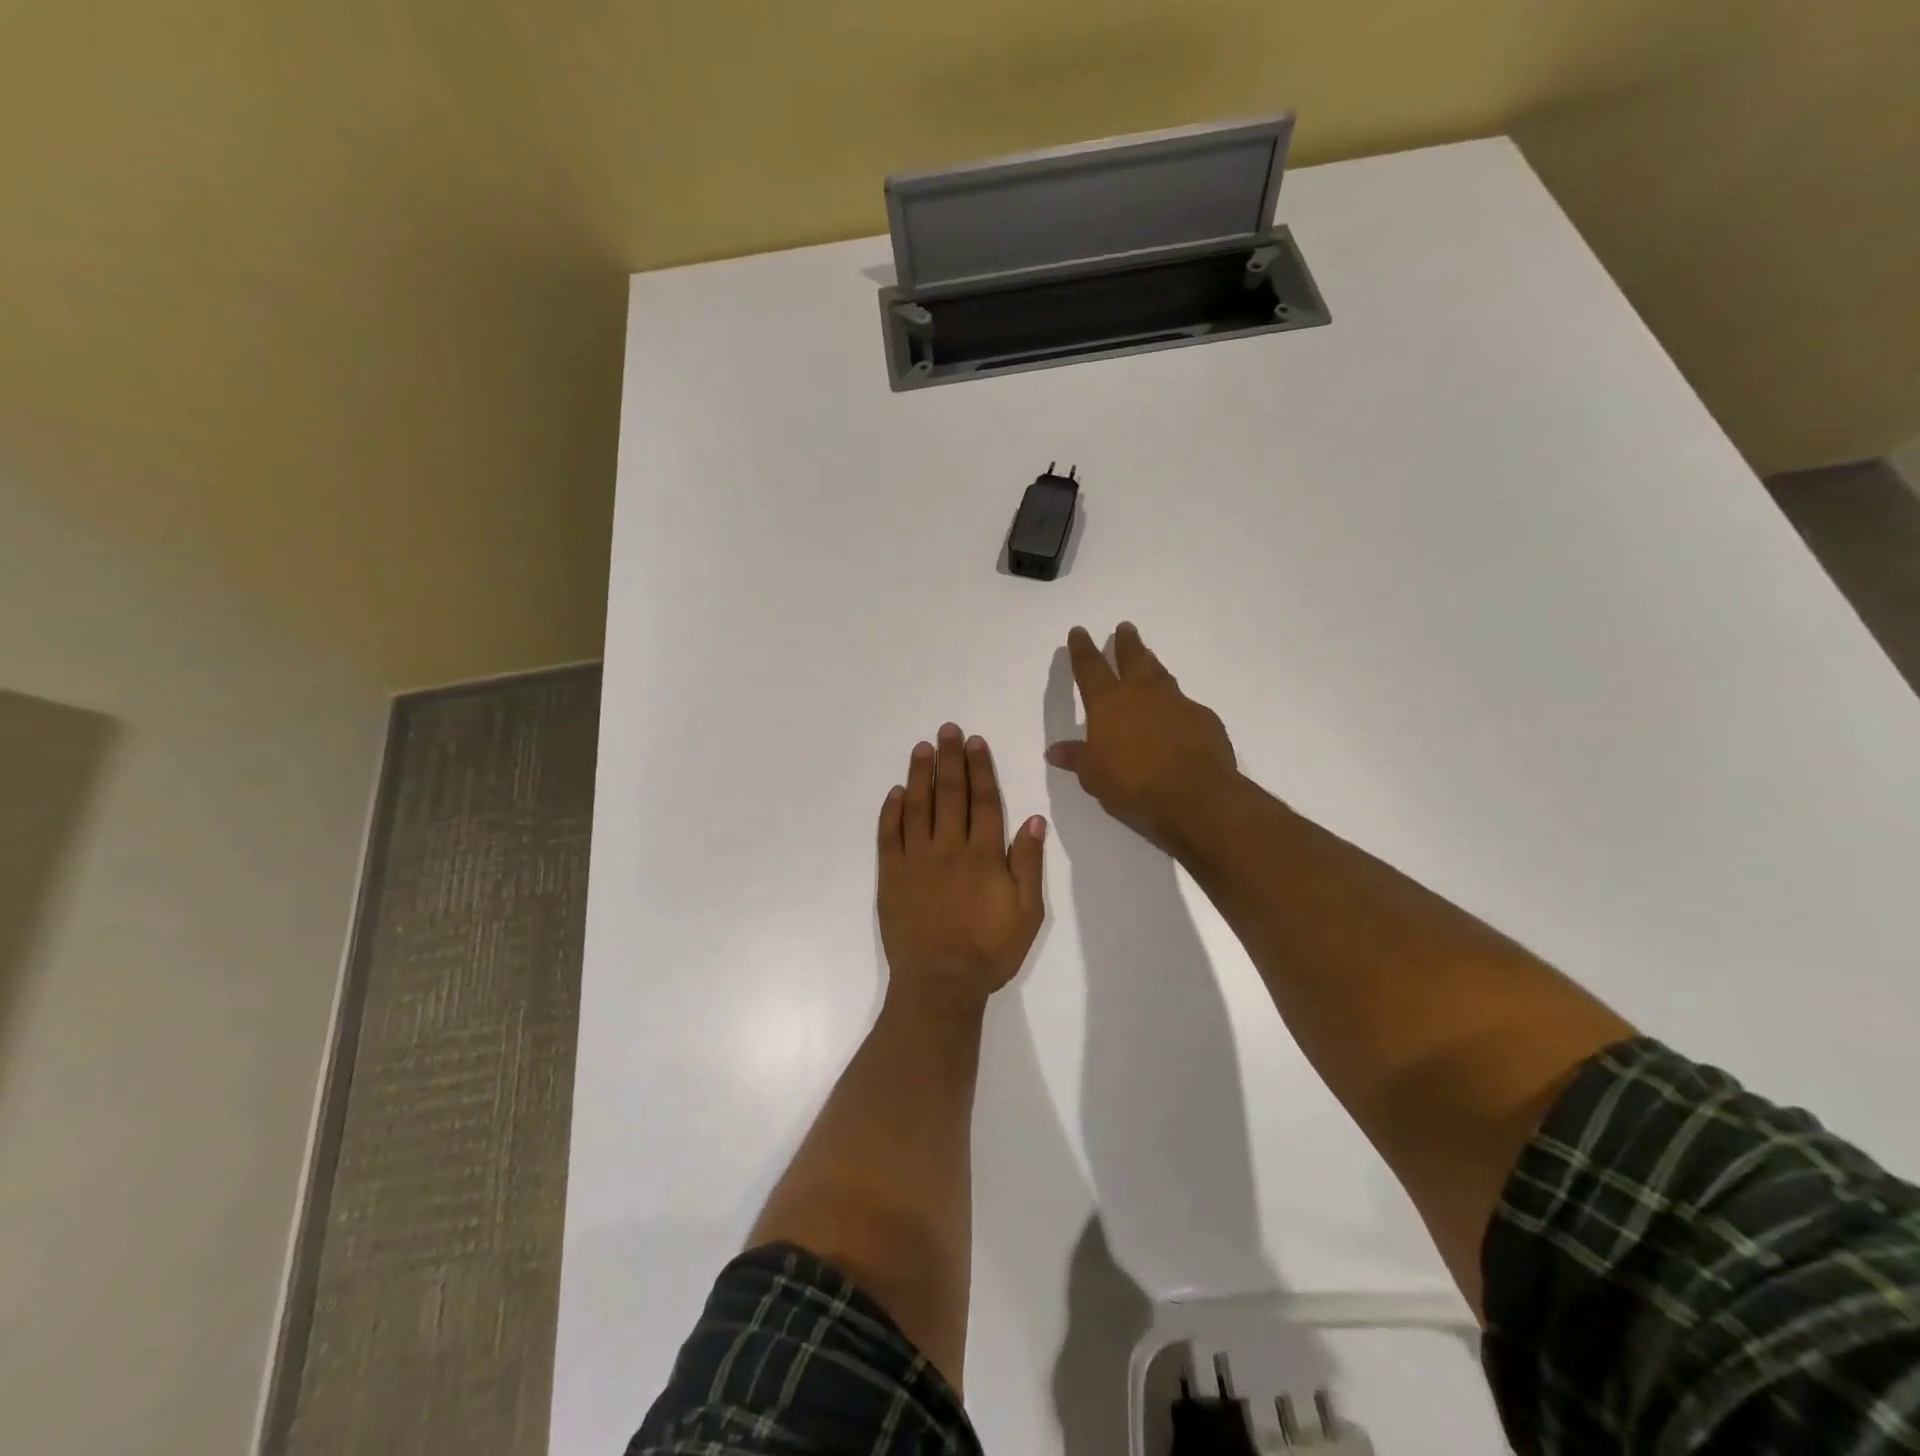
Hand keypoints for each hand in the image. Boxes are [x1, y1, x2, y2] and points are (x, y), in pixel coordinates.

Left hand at [877, 723, 1046, 1013]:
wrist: (940, 983)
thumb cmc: (989, 951)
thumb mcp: (1027, 913)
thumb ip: (1028, 864)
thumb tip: (1033, 819)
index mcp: (984, 855)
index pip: (984, 801)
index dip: (980, 769)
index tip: (975, 742)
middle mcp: (949, 848)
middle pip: (950, 795)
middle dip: (950, 759)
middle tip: (947, 730)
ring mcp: (916, 860)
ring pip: (917, 807)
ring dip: (919, 775)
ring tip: (921, 748)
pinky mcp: (891, 876)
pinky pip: (889, 836)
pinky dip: (892, 811)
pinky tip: (896, 792)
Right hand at [1045, 623, 1237, 852]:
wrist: (1196, 797)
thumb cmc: (1134, 785)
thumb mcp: (1094, 776)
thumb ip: (1077, 758)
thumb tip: (1054, 751)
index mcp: (1108, 703)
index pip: (1090, 667)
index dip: (1082, 649)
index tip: (1079, 632)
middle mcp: (1142, 694)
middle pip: (1132, 658)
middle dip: (1125, 642)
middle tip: (1125, 628)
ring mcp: (1176, 702)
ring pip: (1161, 674)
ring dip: (1152, 664)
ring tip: (1148, 657)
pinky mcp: (1203, 718)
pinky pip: (1184, 704)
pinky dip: (1175, 705)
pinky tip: (1176, 715)